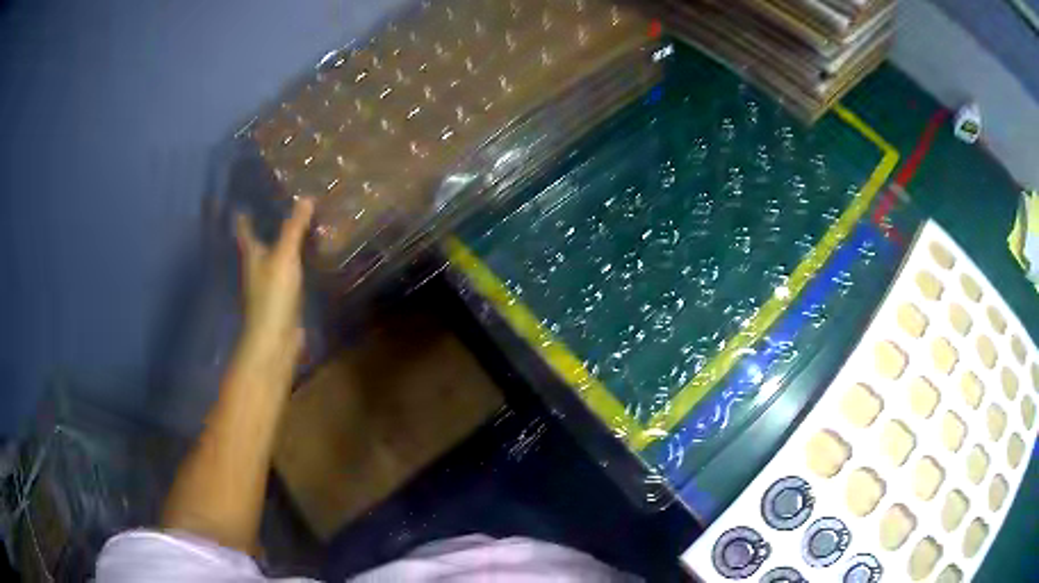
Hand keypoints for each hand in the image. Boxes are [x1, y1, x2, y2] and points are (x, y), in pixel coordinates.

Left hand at [235, 198, 314, 364]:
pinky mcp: (283, 298)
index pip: (245, 229)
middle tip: (278, 205)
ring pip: (275, 257)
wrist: (276, 339)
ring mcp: (269, 284)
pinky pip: (289, 272)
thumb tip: (306, 197)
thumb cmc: (273, 295)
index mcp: (252, 255)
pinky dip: (295, 261)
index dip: (244, 216)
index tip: (243, 201)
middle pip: (259, 242)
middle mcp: (257, 267)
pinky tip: (306, 257)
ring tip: (297, 225)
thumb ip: (294, 229)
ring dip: (282, 243)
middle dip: (265, 226)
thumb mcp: (284, 257)